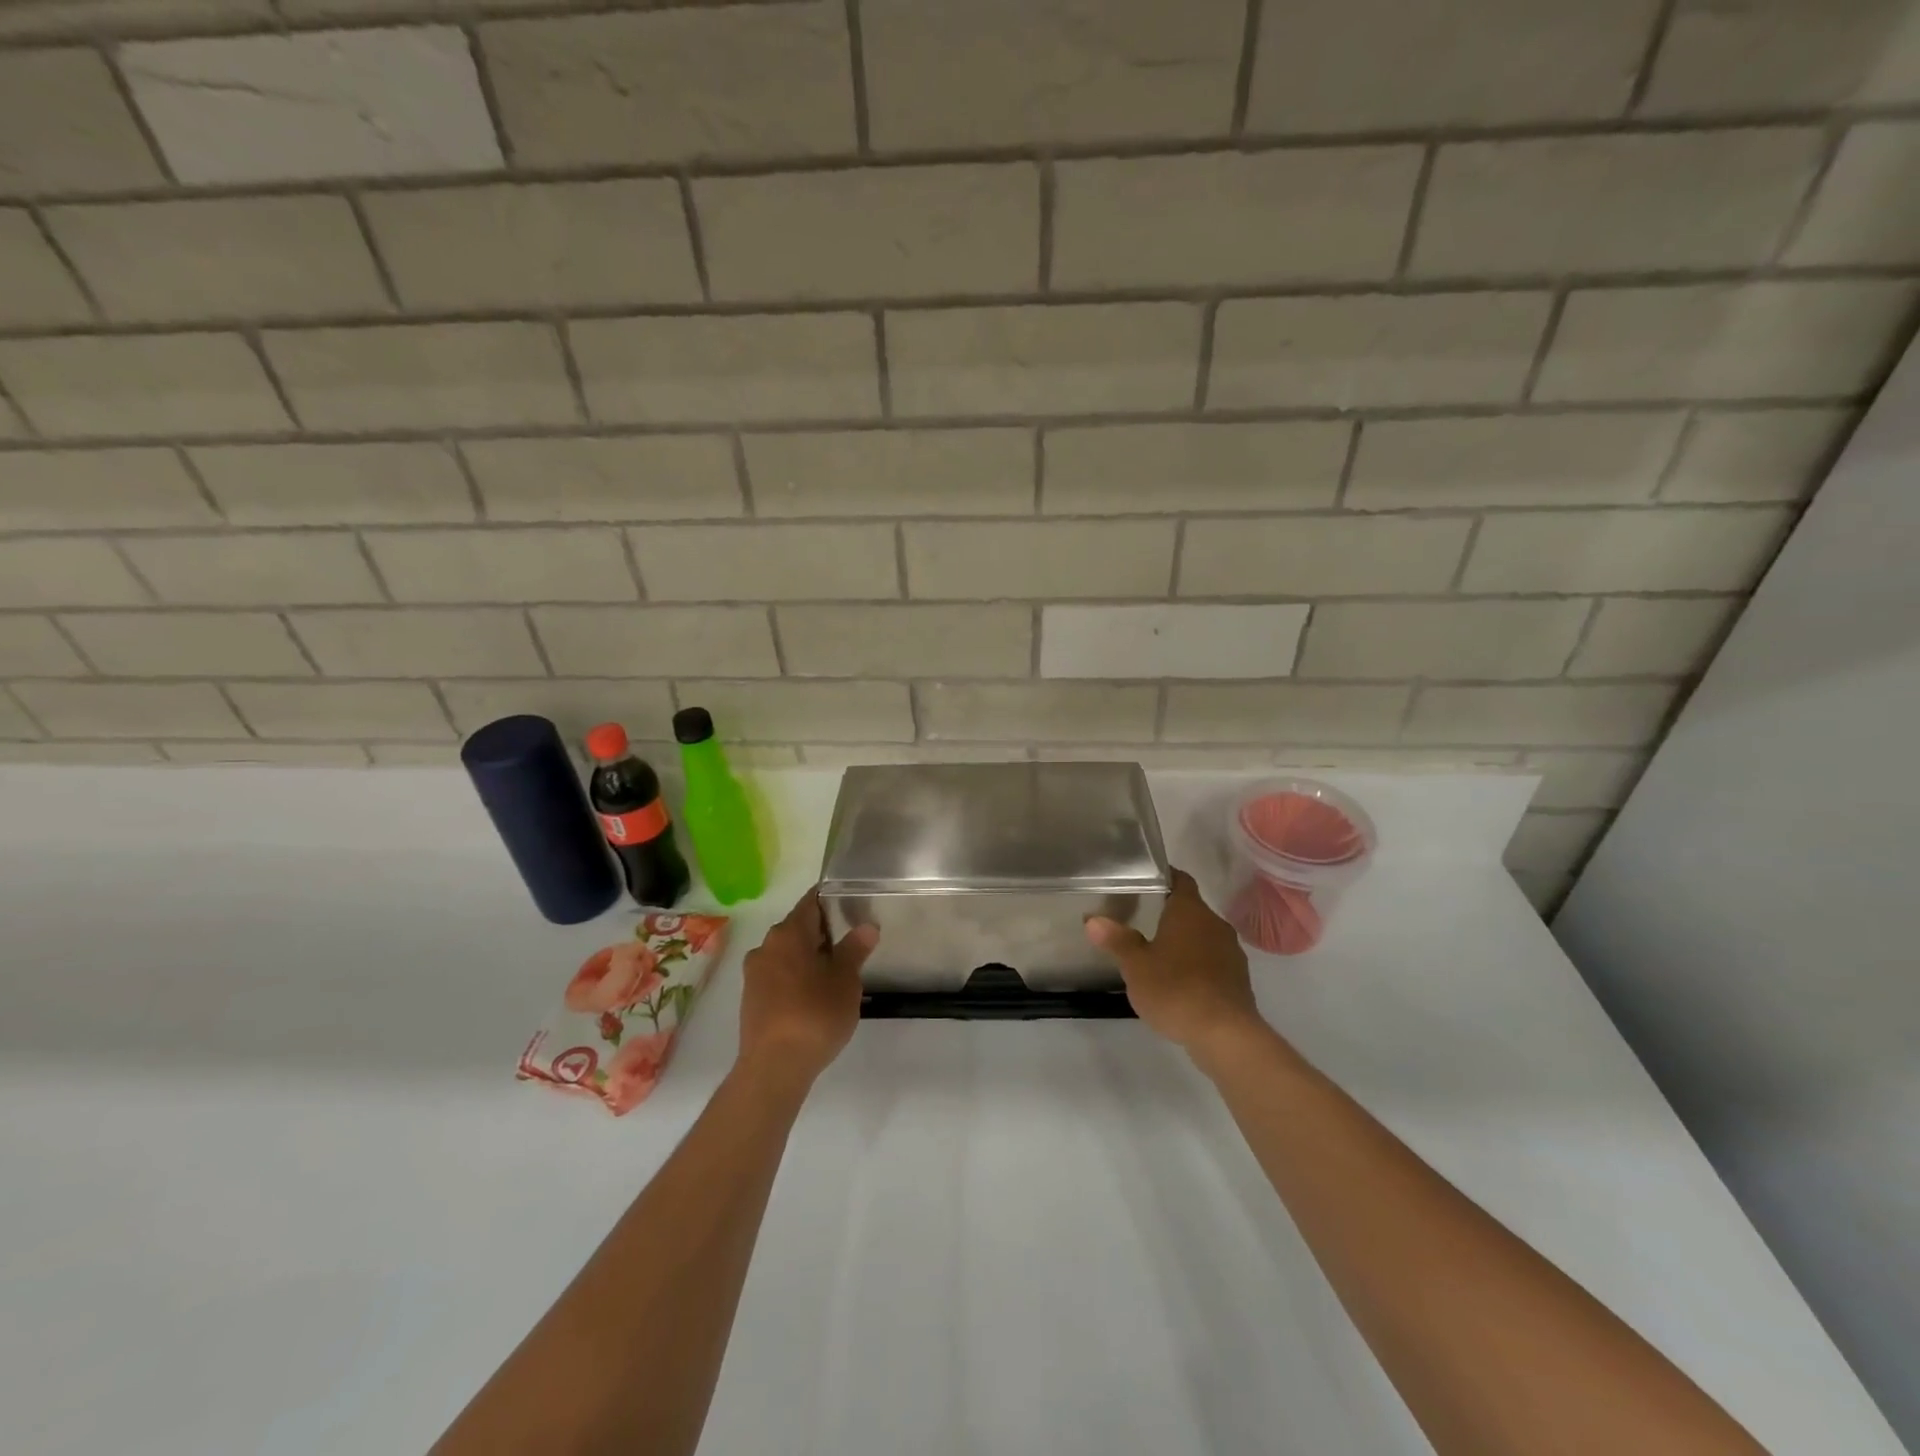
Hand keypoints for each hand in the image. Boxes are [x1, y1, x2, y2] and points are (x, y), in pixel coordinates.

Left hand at [737, 888, 876, 1084]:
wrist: (774, 1068)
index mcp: (788, 933)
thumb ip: (855, 949)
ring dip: (809, 958)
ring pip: (787, 954)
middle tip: (852, 944)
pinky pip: (778, 976)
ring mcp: (754, 974)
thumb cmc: (815, 1015)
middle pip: (798, 928)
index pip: (812, 902)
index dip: (832, 901)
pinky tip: (814, 997)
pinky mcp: (751, 1000)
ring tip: (836, 973)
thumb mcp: (845, 981)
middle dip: (824, 933)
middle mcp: (766, 946)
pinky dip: (796, 978)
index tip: (852, 906)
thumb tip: (866, 926)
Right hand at [1086, 869, 1265, 1061]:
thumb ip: (1116, 940)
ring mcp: (1231, 952)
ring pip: (1203, 937)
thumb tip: (1093, 920)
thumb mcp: (1136, 966)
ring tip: (1158, 954)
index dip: (1164, 878)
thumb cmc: (1175, 989)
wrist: (1225, 1035)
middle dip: (1169, 914)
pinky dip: (1197, 966)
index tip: (1144, 882)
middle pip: (1191, 909)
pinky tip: (1180, 984)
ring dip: (1184, 942)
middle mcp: (1215, 924)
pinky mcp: (1238, 980)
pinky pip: (1213, 962)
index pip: (1181, 880)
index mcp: (1190, 911)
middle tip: (1140, 920)